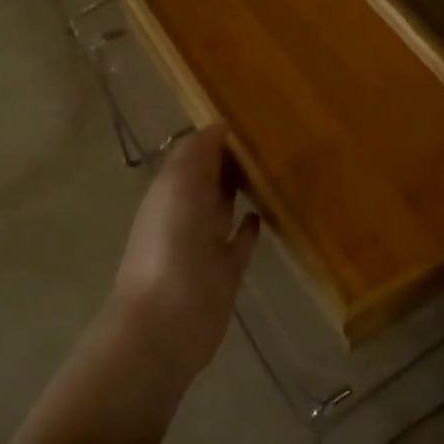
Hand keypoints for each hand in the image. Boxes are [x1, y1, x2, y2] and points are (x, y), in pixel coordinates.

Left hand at [110, 124, 261, 390]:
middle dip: (234, 159)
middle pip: (212, 178)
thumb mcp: (177, 189)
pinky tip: (267, 213)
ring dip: (244, 189)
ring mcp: (206, 245)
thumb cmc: (170, 251)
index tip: (255, 118)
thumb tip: (220, 126)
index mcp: (171, 191)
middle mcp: (187, 214)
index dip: (219, 136)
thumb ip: (196, 155)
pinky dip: (251, 226)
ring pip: (227, 207)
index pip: (196, 153)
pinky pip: (240, 242)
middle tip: (275, 139)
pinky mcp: (226, 272)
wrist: (166, 326)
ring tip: (277, 169)